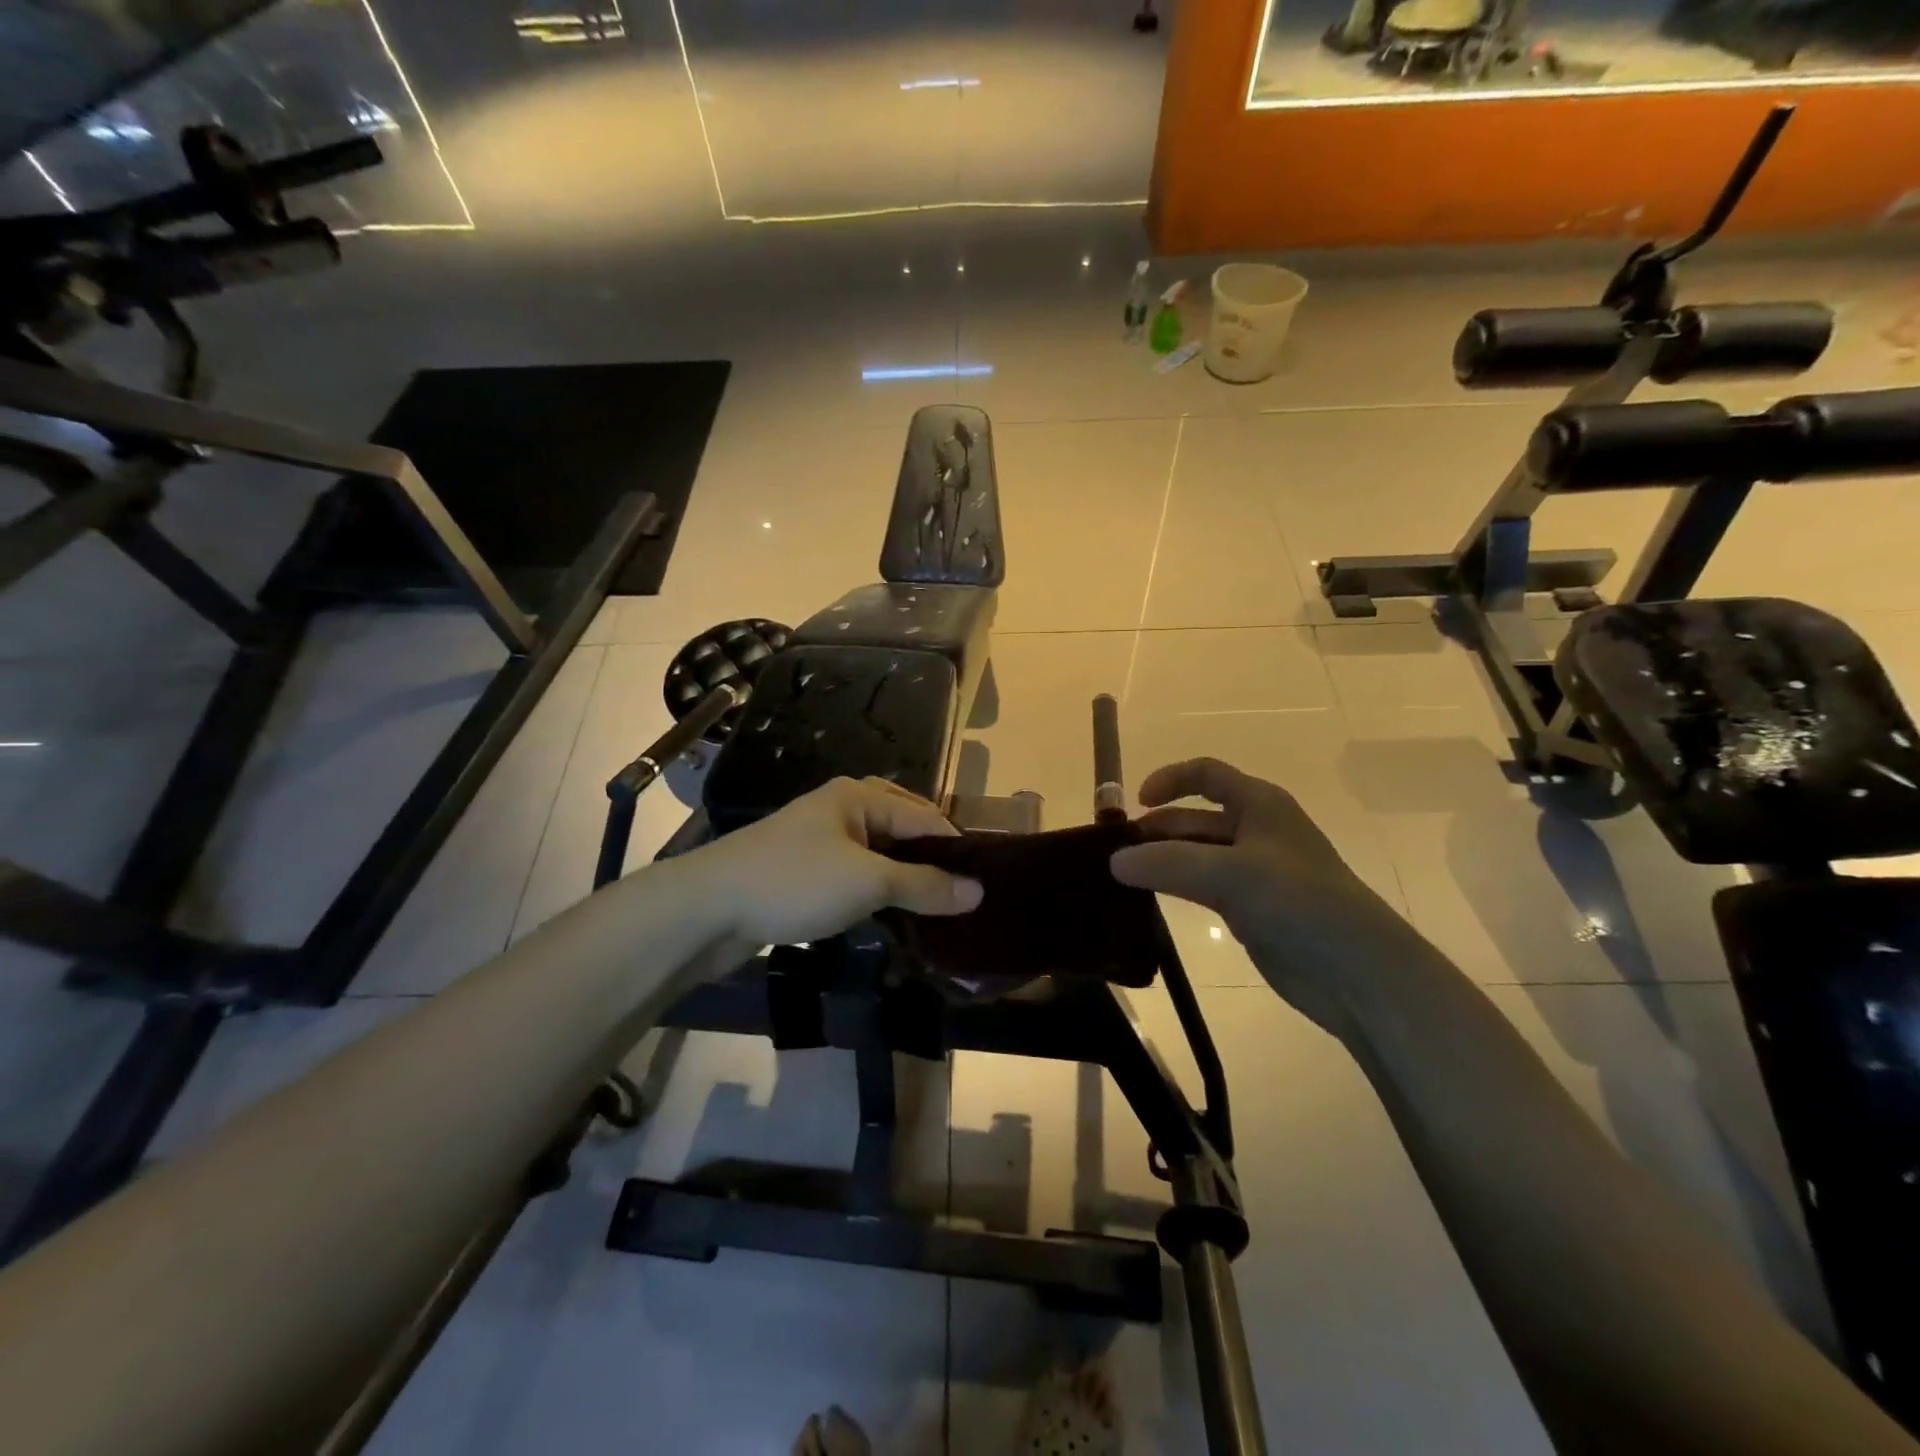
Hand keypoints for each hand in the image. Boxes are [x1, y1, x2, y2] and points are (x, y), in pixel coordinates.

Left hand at [689, 777, 982, 949]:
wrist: (707, 910)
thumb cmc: (794, 882)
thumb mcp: (868, 882)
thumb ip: (924, 885)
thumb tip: (979, 891)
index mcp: (858, 795)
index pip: (924, 816)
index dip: (956, 849)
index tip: (986, 884)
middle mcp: (841, 809)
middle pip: (901, 829)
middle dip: (930, 860)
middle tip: (963, 896)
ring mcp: (819, 840)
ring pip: (877, 855)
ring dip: (904, 879)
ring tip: (936, 909)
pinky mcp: (803, 873)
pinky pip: (854, 875)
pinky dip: (876, 892)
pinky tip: (891, 915)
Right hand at [1110, 758, 1418, 1038]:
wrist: (1357, 971)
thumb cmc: (1301, 902)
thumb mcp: (1232, 873)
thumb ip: (1169, 863)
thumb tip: (1114, 861)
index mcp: (1260, 804)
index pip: (1206, 774)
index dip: (1170, 780)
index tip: (1136, 803)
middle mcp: (1255, 830)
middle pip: (1194, 818)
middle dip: (1156, 829)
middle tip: (1114, 852)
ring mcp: (1251, 872)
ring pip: (1193, 855)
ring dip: (1160, 861)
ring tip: (1120, 876)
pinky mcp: (1248, 909)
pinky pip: (1200, 887)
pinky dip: (1173, 887)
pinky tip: (1147, 899)